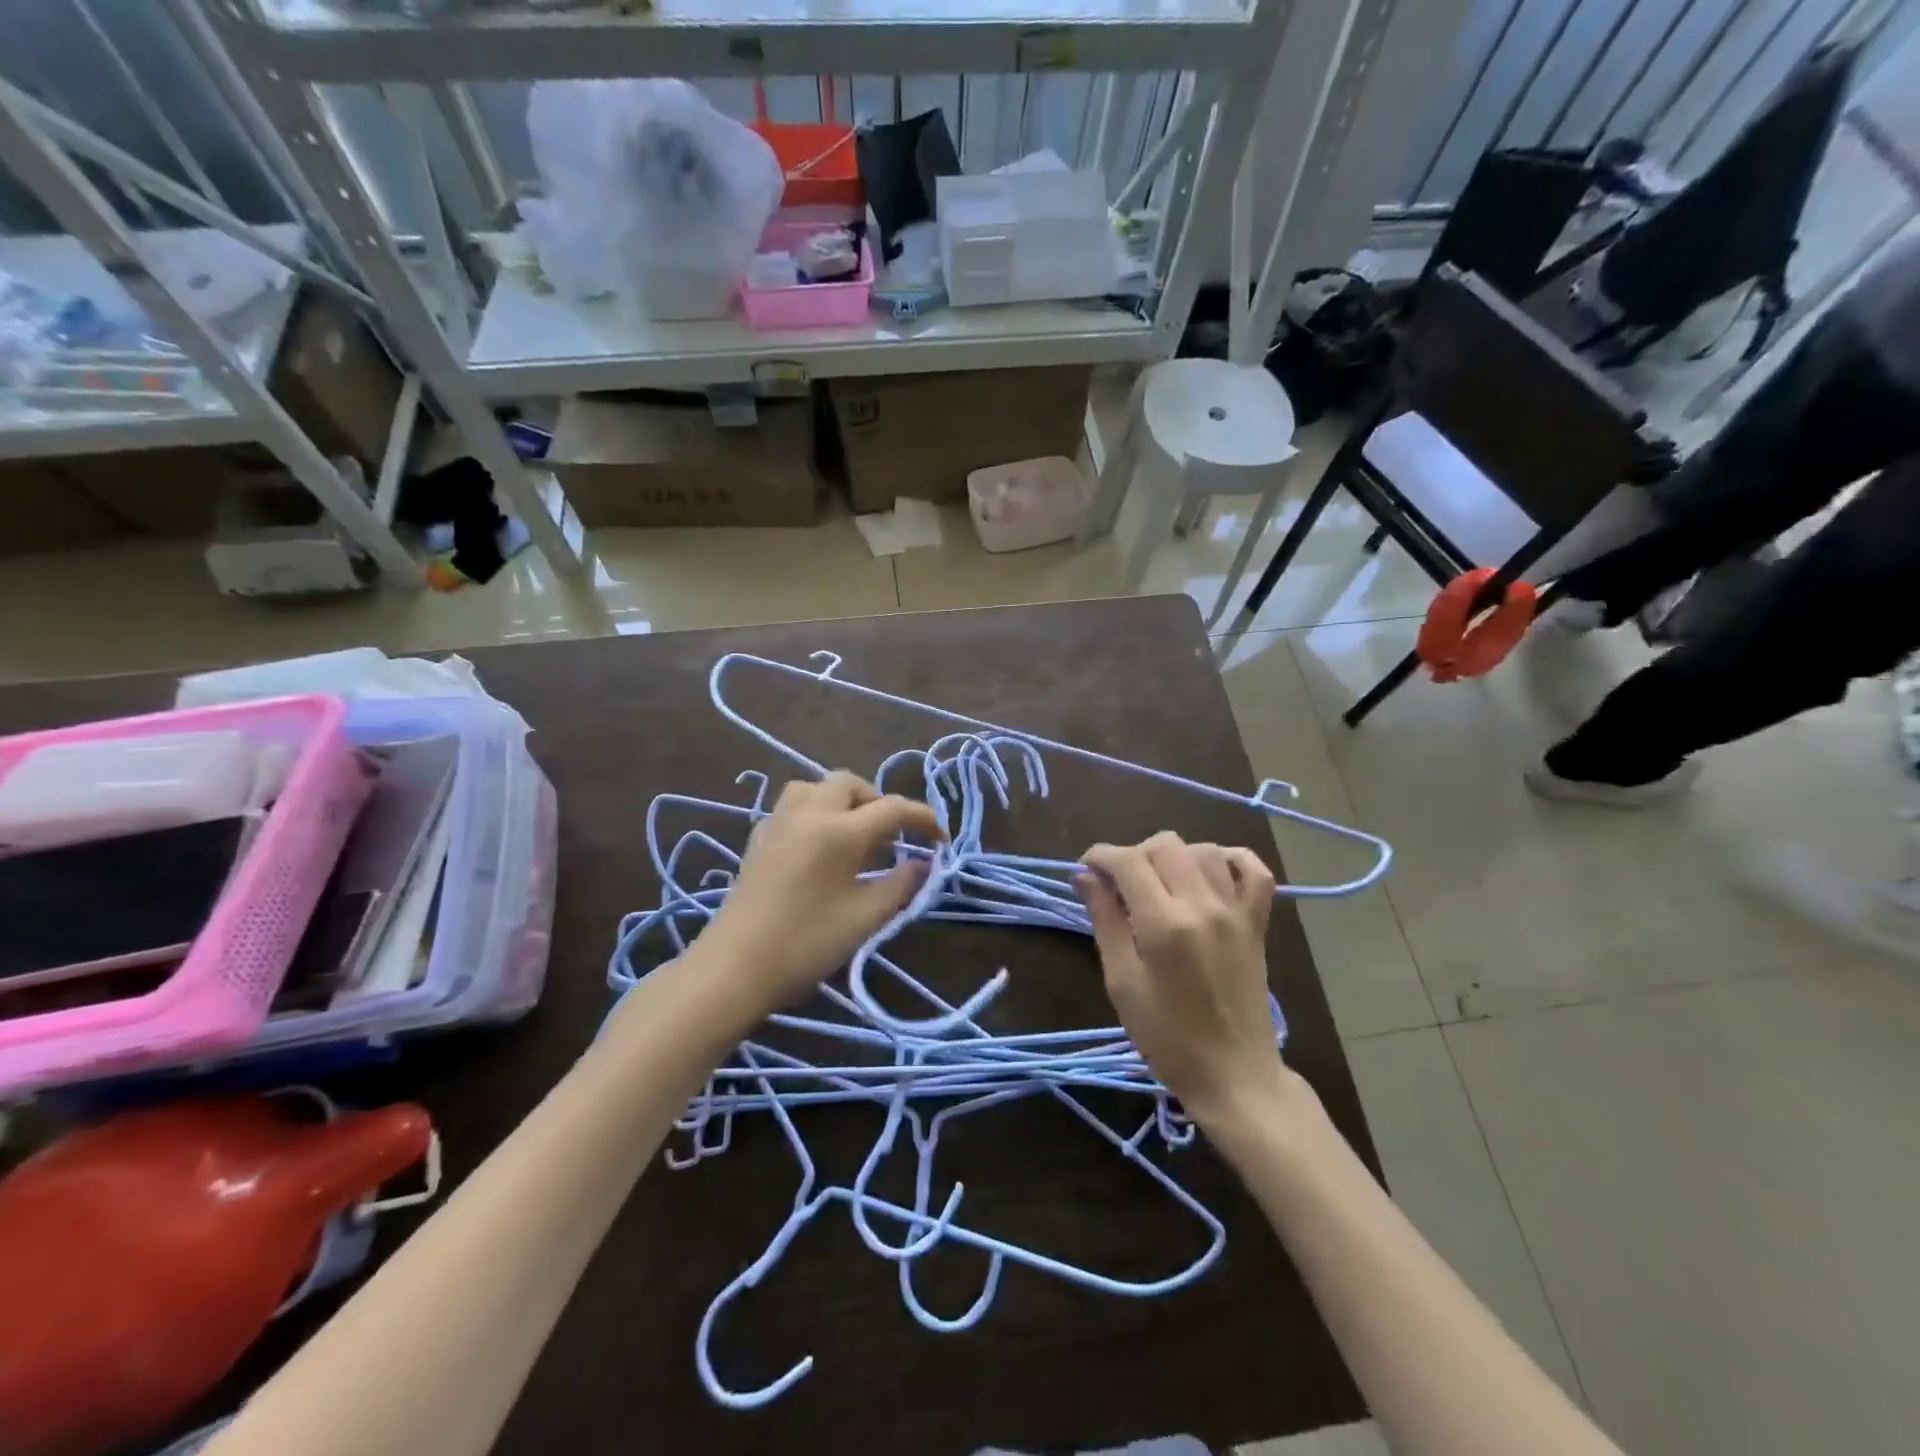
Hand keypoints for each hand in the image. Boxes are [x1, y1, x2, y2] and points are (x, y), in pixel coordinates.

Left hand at [696, 772, 941, 1021]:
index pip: (892, 808)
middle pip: (850, 784)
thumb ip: (900, 885)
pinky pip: (793, 806)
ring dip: (843, 799)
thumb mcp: (865, 918)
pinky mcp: (758, 838)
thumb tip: (923, 864)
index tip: (940, 838)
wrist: (734, 967)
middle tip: (893, 835)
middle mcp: (809, 813)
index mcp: (840, 830)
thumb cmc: (806, 943)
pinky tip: (820, 844)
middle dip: (878, 801)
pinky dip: (816, 812)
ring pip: (816, 787)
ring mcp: (778, 822)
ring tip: (856, 832)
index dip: (922, 818)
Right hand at [1078, 833, 1284, 1129]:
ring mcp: (1236, 911)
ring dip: (1173, 856)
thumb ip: (1105, 920)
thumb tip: (1085, 876)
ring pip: (1203, 849)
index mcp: (1164, 924)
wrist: (1234, 1075)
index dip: (1100, 856)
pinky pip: (1253, 870)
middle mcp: (1203, 905)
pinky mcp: (1257, 922)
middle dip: (1134, 854)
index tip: (1086, 869)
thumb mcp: (1121, 981)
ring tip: (1158, 884)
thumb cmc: (1166, 1037)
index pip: (1127, 861)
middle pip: (1164, 845)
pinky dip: (1230, 859)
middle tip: (1119, 884)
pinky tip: (1209, 872)